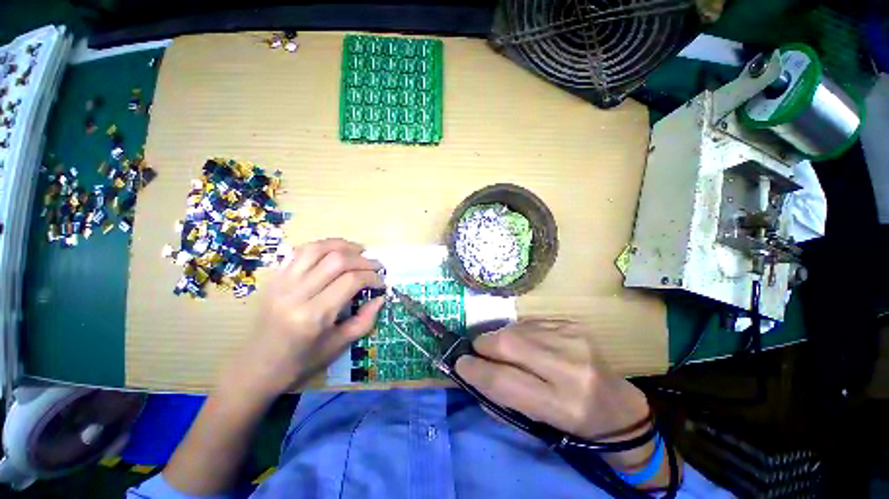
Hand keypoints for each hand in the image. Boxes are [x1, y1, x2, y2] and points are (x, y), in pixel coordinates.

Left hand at [219, 238, 384, 400]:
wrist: (256, 366)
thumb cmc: (301, 361)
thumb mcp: (338, 346)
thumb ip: (364, 320)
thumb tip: (380, 298)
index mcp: (314, 315)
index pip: (351, 280)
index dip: (372, 277)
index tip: (382, 283)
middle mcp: (296, 294)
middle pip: (337, 260)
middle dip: (363, 259)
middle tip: (376, 265)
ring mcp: (282, 282)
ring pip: (317, 248)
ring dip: (343, 245)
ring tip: (358, 250)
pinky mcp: (274, 278)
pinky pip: (299, 251)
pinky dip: (321, 246)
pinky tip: (334, 251)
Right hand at [455, 319, 663, 479]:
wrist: (618, 406)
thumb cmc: (574, 424)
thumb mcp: (538, 426)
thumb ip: (502, 399)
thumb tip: (473, 372)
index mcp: (562, 406)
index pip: (505, 382)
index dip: (476, 371)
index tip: (460, 364)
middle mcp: (570, 368)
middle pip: (509, 344)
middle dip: (484, 345)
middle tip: (477, 351)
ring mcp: (574, 340)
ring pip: (516, 329)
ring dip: (500, 338)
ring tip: (501, 349)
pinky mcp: (572, 324)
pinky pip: (529, 323)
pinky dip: (517, 332)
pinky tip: (523, 342)